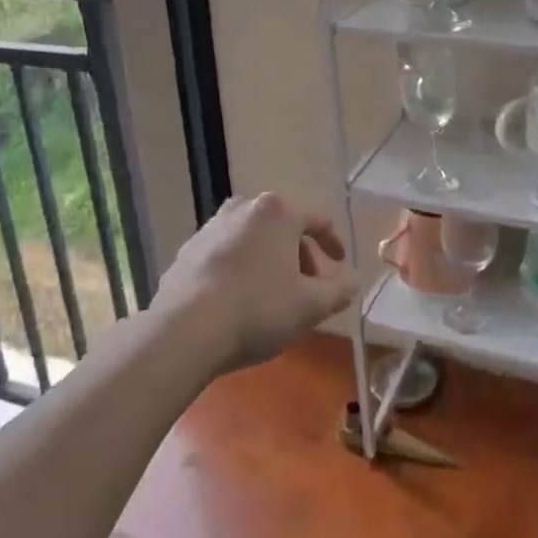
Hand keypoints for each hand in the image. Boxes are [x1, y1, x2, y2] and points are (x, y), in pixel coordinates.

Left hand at [152, 193, 356, 373]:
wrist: (185, 329)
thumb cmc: (258, 309)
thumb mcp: (310, 306)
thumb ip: (339, 291)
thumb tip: (353, 281)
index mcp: (277, 212)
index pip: (317, 221)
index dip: (333, 244)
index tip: (340, 265)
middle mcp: (243, 208)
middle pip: (283, 229)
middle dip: (299, 257)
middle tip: (307, 289)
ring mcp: (211, 227)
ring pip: (252, 241)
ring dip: (268, 262)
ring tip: (272, 297)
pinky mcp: (187, 250)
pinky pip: (225, 255)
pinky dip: (239, 270)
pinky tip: (238, 302)